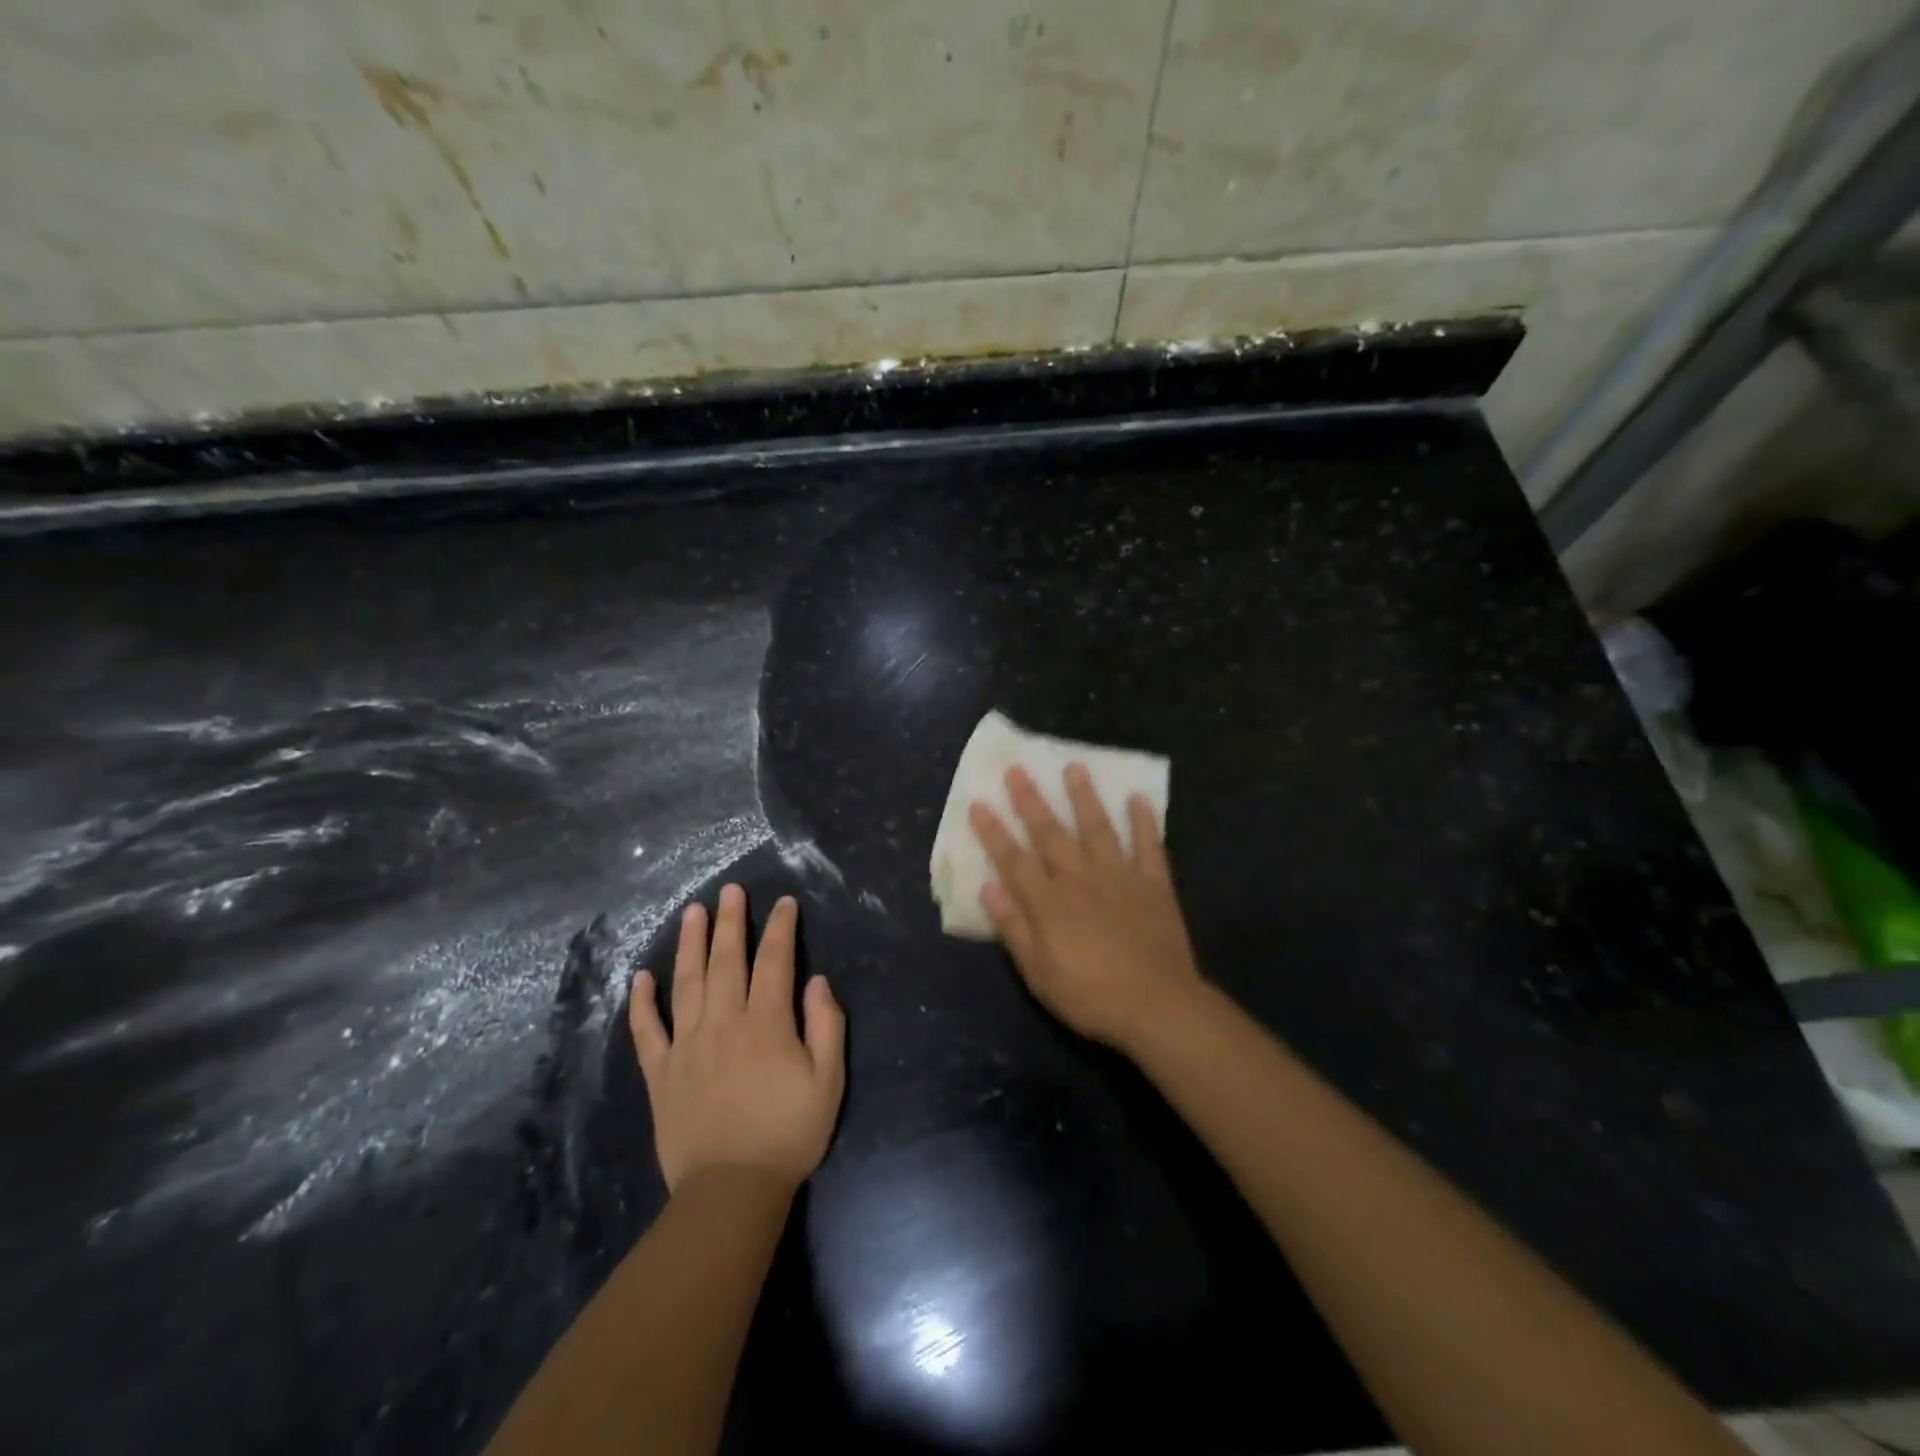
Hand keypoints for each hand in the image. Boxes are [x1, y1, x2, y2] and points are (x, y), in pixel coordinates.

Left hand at [629, 885, 845, 1191]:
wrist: (731, 1190)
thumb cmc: (788, 1133)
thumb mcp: (829, 1081)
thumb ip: (826, 1026)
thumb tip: (817, 982)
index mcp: (766, 1023)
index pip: (774, 961)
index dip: (781, 929)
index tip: (784, 903)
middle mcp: (724, 1023)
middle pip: (727, 960)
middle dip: (731, 922)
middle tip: (730, 890)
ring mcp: (687, 1045)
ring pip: (686, 983)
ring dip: (690, 944)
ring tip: (692, 912)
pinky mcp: (661, 1073)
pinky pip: (647, 1031)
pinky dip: (641, 1003)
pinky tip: (641, 977)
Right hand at [970, 764, 1204, 1054]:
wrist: (1157, 1006)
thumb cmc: (1090, 995)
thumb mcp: (1039, 972)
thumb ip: (1013, 927)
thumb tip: (988, 886)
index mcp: (1049, 901)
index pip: (1013, 859)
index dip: (993, 832)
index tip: (979, 803)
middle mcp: (1079, 878)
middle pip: (1050, 833)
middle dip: (1030, 801)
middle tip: (1017, 769)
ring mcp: (1119, 876)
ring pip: (1097, 828)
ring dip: (1084, 797)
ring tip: (1074, 767)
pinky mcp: (1153, 884)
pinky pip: (1149, 846)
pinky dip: (1144, 822)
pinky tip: (1138, 798)